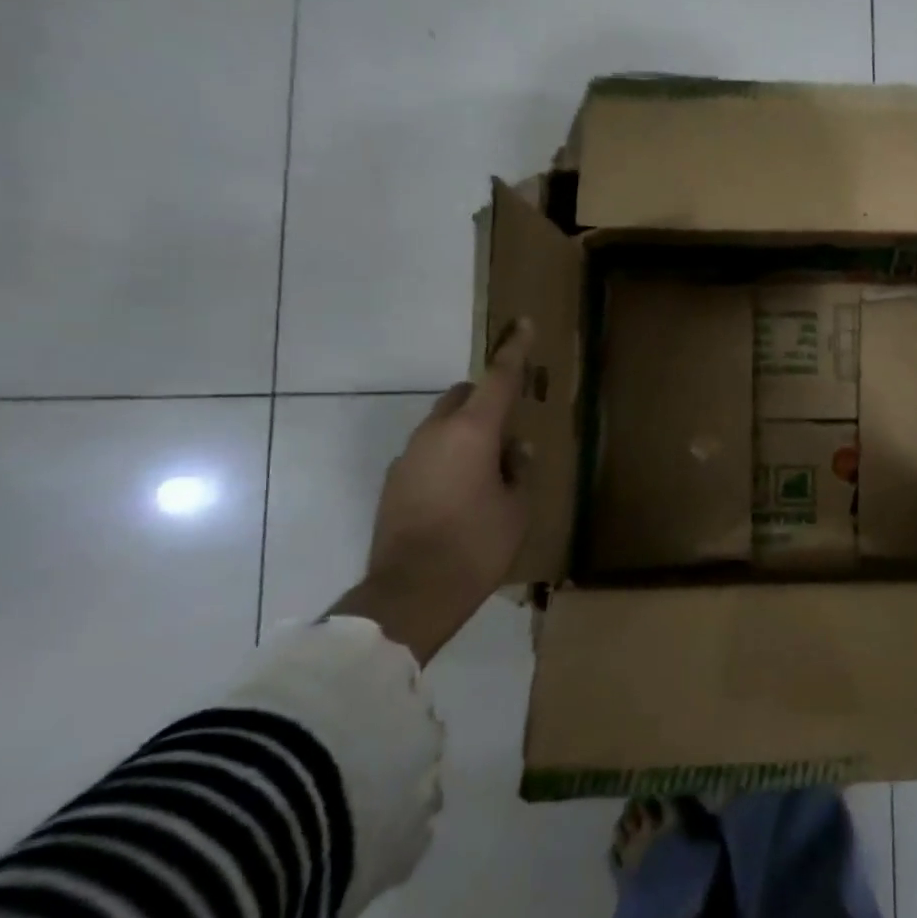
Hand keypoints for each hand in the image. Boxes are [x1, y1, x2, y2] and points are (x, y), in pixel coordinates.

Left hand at [329, 319, 535, 665]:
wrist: (411, 593)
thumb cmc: (478, 544)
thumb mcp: (518, 506)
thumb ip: (519, 468)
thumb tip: (514, 448)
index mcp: (472, 432)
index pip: (498, 379)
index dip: (514, 351)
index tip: (521, 324)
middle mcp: (435, 434)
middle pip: (463, 396)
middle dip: (488, 398)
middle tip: (513, 425)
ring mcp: (409, 457)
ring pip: (444, 424)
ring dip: (468, 431)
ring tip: (492, 467)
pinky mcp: (395, 482)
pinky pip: (429, 451)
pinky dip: (450, 455)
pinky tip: (465, 490)